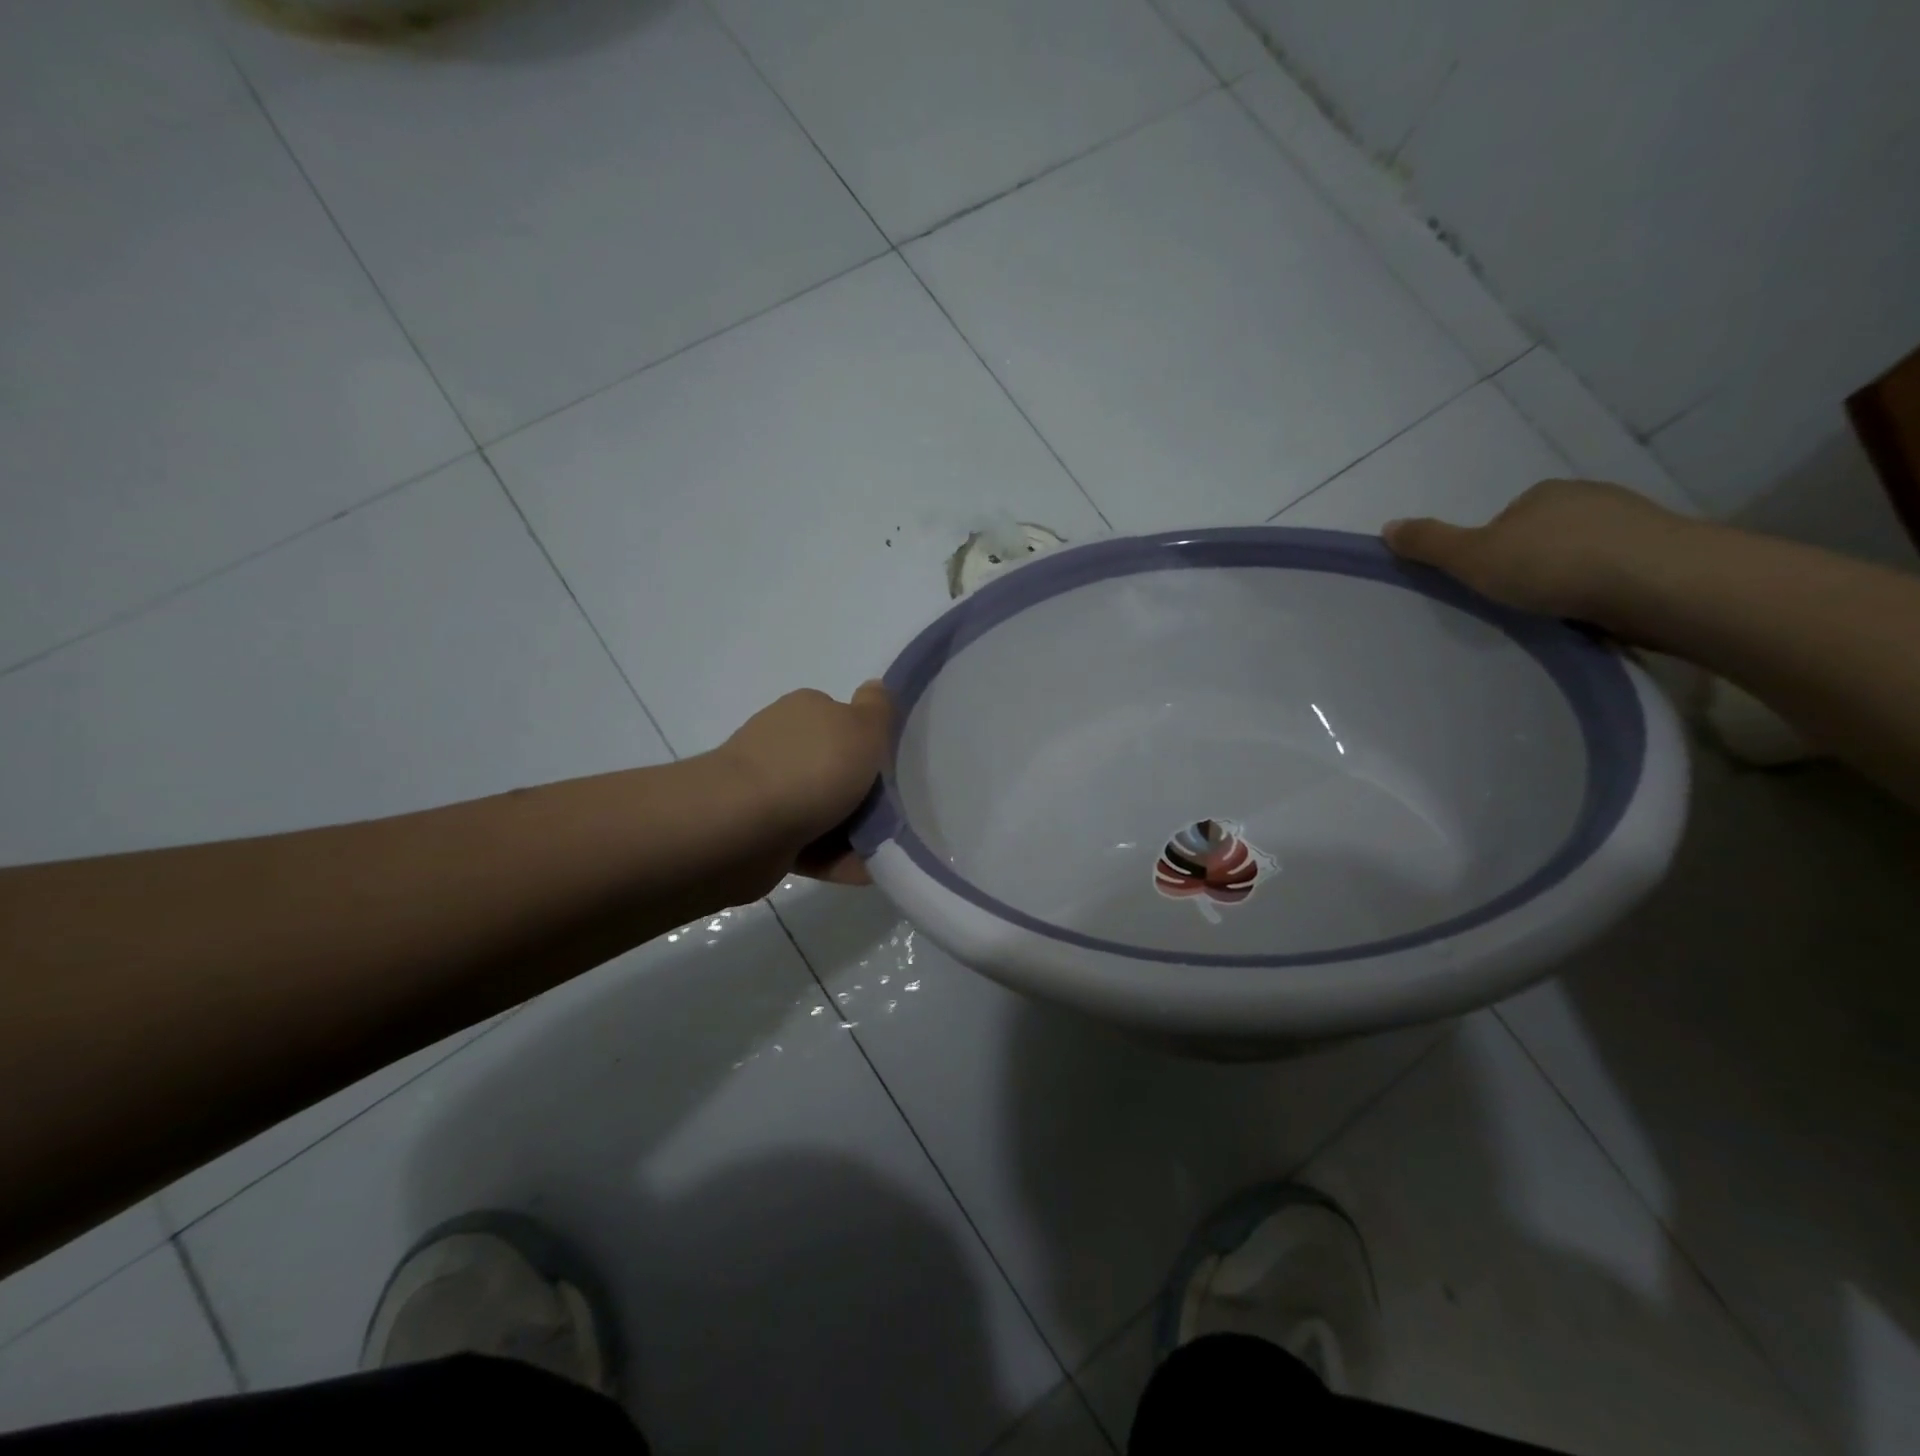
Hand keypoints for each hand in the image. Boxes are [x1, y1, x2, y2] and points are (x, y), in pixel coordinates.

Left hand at [714, 682, 893, 887]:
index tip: (892, 770)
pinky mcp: (763, 834)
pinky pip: (811, 846)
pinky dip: (836, 859)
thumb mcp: (862, 727)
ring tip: (886, 850)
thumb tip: (876, 688)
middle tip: (895, 814)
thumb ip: (878, 708)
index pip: (843, 720)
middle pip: (836, 769)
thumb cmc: (812, 769)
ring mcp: (769, 790)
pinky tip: (865, 872)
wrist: (742, 828)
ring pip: (825, 811)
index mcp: (805, 711)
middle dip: (865, 794)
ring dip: (855, 832)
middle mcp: (784, 745)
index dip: (870, 743)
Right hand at [1382, 479, 1695, 630]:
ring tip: (1559, 614)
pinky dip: (1604, 590)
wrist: (1659, 582)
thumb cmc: (1554, 564)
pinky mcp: (1666, 553)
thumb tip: (1387, 527)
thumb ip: (1430, 544)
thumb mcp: (1472, 557)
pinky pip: (1619, 572)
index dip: (1490, 552)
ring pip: (1585, 553)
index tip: (1488, 584)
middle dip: (1532, 564)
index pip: (1505, 520)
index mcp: (1542, 494)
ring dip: (1571, 579)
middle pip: (1544, 535)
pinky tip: (1597, 614)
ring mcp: (1633, 524)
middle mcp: (1589, 498)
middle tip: (1519, 603)